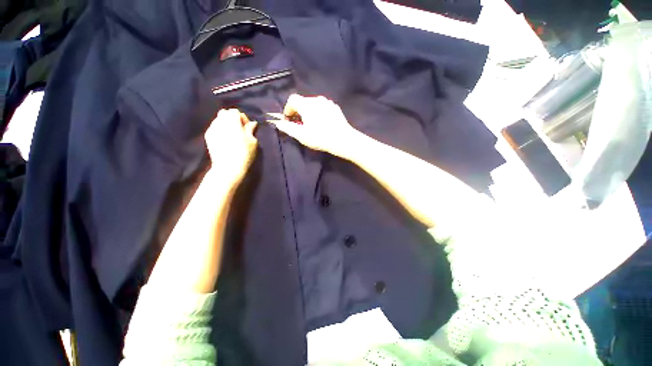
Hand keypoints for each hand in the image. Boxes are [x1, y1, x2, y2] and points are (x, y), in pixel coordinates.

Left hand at [205, 109, 257, 187]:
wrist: (228, 167)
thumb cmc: (244, 153)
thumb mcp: (252, 141)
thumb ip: (250, 130)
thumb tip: (252, 123)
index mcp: (232, 120)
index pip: (236, 112)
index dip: (243, 118)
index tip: (248, 128)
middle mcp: (220, 121)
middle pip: (225, 113)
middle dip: (233, 118)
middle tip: (240, 129)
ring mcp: (212, 128)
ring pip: (218, 120)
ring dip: (226, 124)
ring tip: (232, 134)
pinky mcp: (208, 136)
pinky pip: (214, 128)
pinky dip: (220, 130)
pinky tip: (225, 139)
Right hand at [269, 94, 360, 157]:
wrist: (342, 139)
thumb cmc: (320, 138)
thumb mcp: (301, 135)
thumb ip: (288, 128)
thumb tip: (278, 123)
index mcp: (306, 104)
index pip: (292, 99)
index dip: (288, 109)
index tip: (289, 119)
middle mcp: (317, 99)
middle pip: (303, 101)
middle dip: (298, 111)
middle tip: (300, 124)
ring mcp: (328, 102)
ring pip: (313, 104)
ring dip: (309, 112)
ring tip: (312, 124)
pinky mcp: (335, 107)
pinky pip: (323, 107)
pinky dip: (319, 112)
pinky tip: (322, 123)